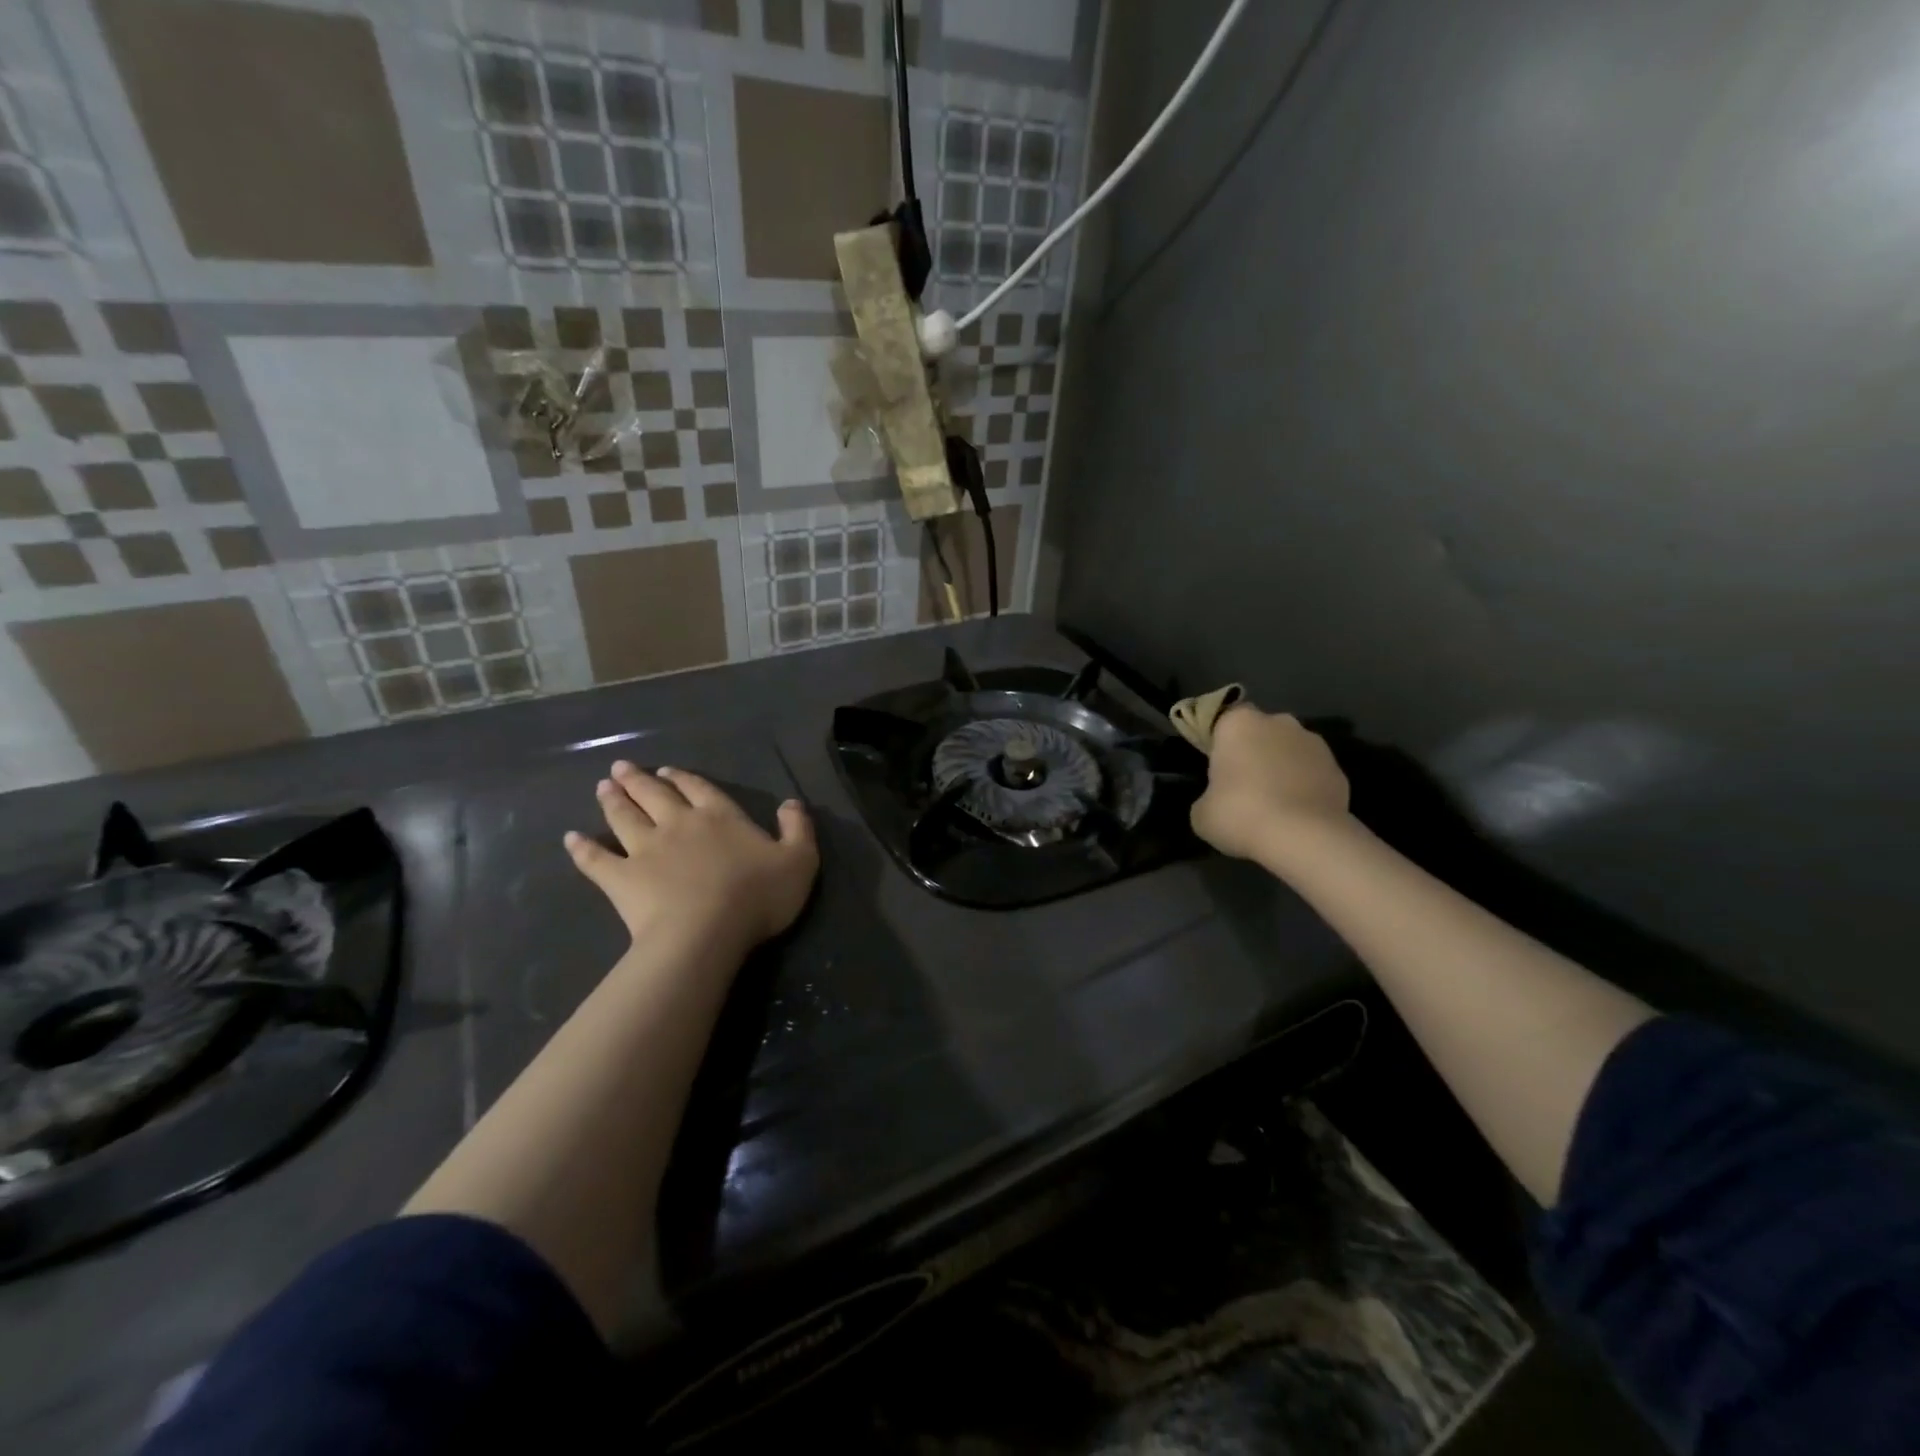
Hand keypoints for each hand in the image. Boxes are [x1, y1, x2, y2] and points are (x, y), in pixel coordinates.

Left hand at [565, 762, 818, 953]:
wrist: (707, 932)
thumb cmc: (757, 896)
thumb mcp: (799, 860)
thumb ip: (798, 828)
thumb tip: (791, 803)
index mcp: (720, 817)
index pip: (699, 788)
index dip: (683, 779)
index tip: (666, 771)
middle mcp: (679, 824)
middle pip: (654, 795)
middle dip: (638, 780)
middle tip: (620, 768)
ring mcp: (645, 850)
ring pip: (624, 817)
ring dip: (612, 801)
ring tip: (601, 787)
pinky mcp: (621, 878)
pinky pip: (595, 859)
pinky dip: (581, 848)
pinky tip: (570, 839)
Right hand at [1190, 707, 1350, 862]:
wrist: (1305, 838)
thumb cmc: (1241, 815)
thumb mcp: (1201, 813)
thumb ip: (1207, 796)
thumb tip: (1215, 801)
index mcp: (1238, 723)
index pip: (1222, 720)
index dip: (1218, 742)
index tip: (1214, 766)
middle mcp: (1278, 722)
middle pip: (1259, 731)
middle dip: (1252, 751)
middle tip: (1240, 785)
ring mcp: (1313, 743)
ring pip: (1288, 750)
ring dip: (1280, 767)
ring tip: (1271, 803)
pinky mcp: (1338, 769)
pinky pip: (1311, 773)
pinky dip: (1303, 786)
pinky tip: (1295, 814)